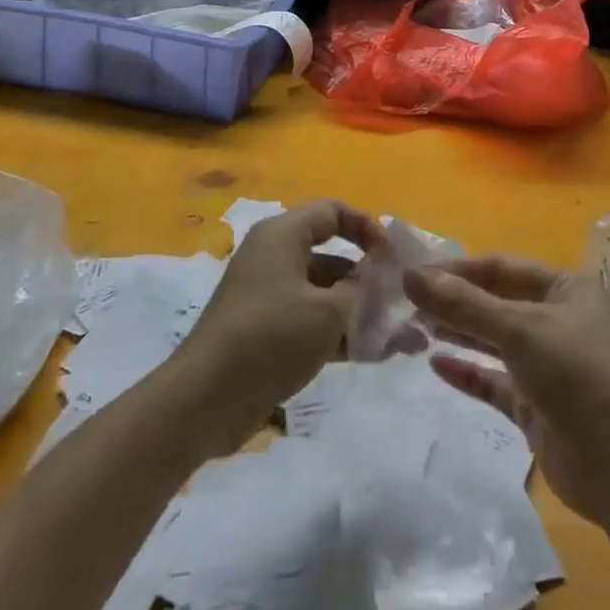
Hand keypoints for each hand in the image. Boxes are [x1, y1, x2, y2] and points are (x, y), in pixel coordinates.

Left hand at [175, 199, 385, 449]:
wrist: (206, 398)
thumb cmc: (270, 337)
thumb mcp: (326, 311)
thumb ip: (360, 291)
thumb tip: (377, 281)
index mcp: (283, 235)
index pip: (332, 211)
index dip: (366, 227)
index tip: (393, 257)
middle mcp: (275, 257)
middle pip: (331, 255)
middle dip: (370, 278)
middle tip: (404, 302)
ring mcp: (270, 295)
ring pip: (325, 293)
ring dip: (361, 311)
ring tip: (404, 338)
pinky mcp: (268, 331)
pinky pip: (313, 321)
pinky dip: (341, 333)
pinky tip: (377, 354)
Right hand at [405, 256, 609, 523]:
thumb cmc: (578, 376)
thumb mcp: (519, 329)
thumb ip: (463, 304)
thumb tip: (410, 275)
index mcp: (565, 289)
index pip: (501, 267)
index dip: (457, 269)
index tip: (415, 274)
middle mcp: (557, 320)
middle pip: (496, 302)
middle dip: (454, 302)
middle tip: (408, 303)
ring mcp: (548, 366)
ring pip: (494, 341)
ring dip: (458, 333)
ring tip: (415, 328)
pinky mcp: (538, 406)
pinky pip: (495, 382)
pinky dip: (468, 372)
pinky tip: (436, 365)